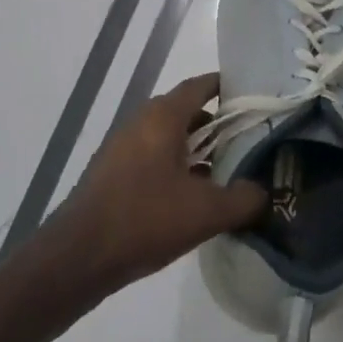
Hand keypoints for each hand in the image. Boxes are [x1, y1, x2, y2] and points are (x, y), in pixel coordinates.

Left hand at [51, 73, 267, 289]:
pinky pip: (154, 158)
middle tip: (250, 142)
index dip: (229, 87)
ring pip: (170, 137)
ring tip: (229, 172)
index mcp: (163, 117)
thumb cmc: (146, 220)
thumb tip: (263, 191)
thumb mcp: (207, 212)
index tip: (256, 100)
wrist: (79, 256)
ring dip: (198, 150)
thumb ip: (244, 198)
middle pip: (187, 111)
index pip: (201, 86)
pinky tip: (194, 197)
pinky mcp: (114, 172)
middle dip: (219, 125)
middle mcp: (141, 122)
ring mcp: (123, 147)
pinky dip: (177, 167)